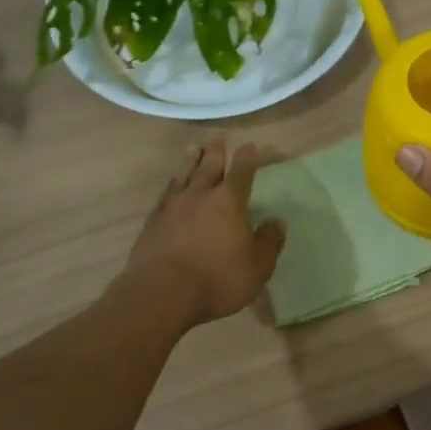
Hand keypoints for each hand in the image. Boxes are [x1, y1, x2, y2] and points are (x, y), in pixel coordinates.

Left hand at [124, 141, 286, 327]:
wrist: (162, 293)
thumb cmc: (218, 279)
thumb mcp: (257, 266)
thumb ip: (269, 241)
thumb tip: (278, 221)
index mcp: (229, 202)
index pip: (241, 173)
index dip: (247, 158)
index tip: (250, 145)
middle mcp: (200, 196)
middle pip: (209, 167)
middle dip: (216, 151)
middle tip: (217, 136)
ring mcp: (173, 208)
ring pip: (184, 176)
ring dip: (190, 160)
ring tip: (193, 148)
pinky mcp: (152, 223)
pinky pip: (165, 195)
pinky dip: (171, 184)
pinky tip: (172, 184)